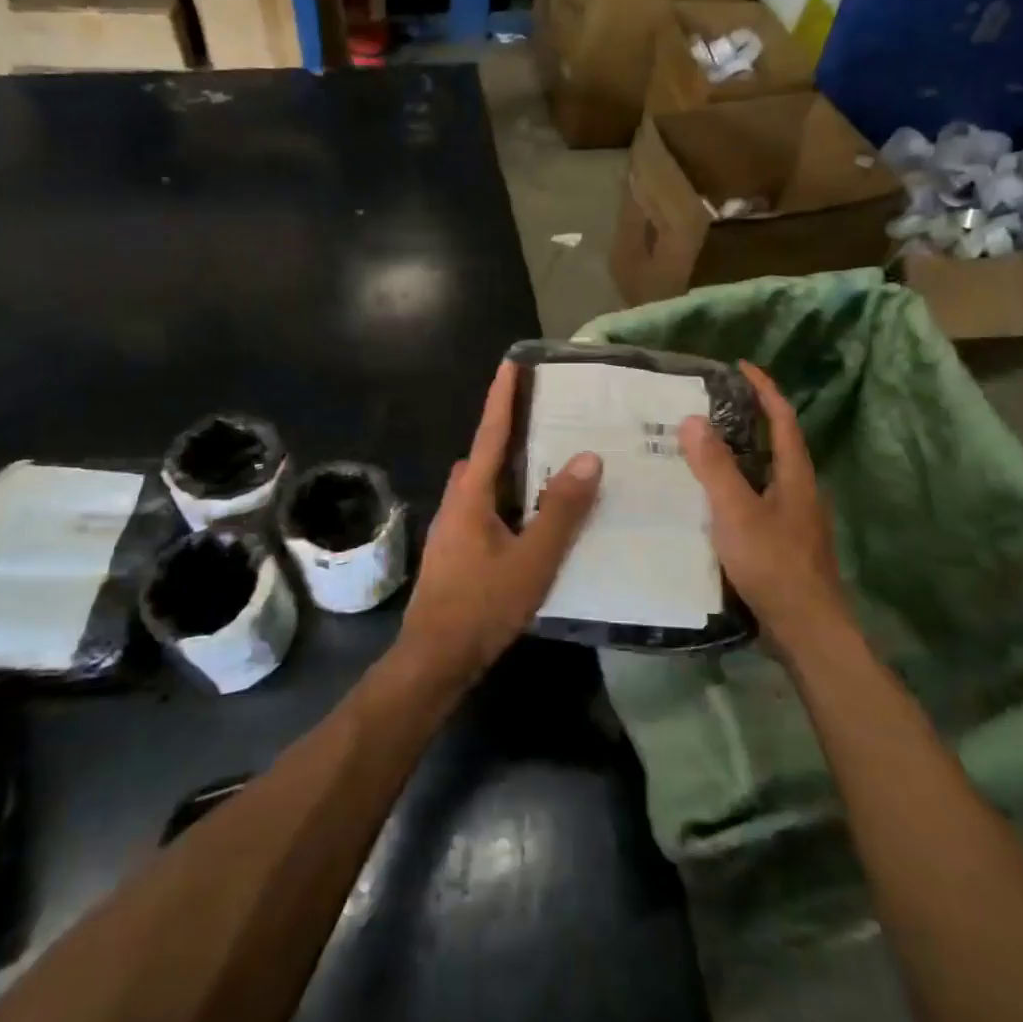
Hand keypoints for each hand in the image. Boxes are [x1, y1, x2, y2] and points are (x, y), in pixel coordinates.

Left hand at [396, 360, 602, 689]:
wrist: (435, 658)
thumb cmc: (482, 605)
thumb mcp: (533, 559)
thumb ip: (561, 510)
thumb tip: (588, 457)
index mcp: (472, 495)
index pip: (491, 433)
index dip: (503, 397)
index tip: (512, 363)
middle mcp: (458, 501)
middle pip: (487, 455)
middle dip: (512, 430)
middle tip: (548, 414)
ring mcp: (454, 527)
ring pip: (487, 484)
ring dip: (513, 467)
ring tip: (551, 460)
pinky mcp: (458, 549)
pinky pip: (488, 507)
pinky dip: (511, 497)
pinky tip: (535, 514)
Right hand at [678, 361, 847, 650]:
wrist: (806, 631)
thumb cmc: (774, 565)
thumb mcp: (737, 513)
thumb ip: (716, 467)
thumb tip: (694, 419)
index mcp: (795, 475)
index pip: (782, 419)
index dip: (764, 389)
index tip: (741, 366)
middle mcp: (797, 490)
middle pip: (775, 442)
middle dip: (747, 418)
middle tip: (708, 405)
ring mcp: (791, 518)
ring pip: (763, 472)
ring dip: (737, 453)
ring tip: (698, 445)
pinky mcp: (780, 542)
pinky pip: (754, 498)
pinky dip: (732, 485)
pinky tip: (706, 498)